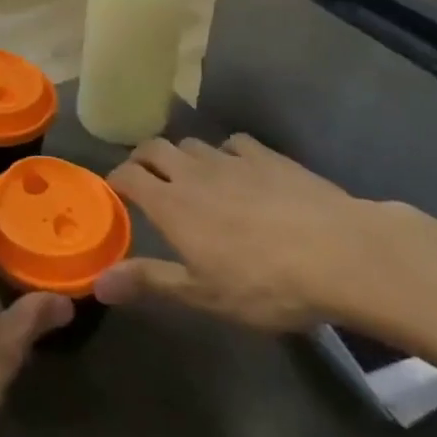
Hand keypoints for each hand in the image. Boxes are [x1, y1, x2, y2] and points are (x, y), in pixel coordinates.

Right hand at [95, 135, 380, 332]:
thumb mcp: (203, 294)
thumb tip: (96, 283)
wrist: (340, 254)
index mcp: (170, 203)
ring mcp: (230, 159)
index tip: (116, 193)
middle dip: (143, 158)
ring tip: (191, 176)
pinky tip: (240, 170)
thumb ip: (149, 281)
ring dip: (182, 156)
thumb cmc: (265, 283)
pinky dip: (226, 153)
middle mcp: (192, 172)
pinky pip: (234, 143)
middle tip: (146, 178)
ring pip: (191, 143)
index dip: (116, 180)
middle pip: (154, 148)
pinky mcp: (267, 155)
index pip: (127, 175)